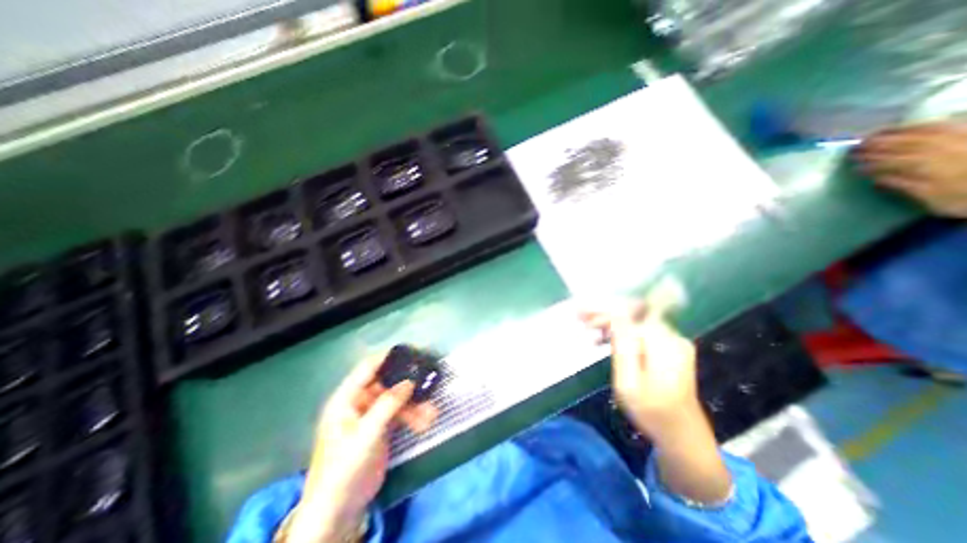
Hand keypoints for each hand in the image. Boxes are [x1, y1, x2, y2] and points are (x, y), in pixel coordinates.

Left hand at [286, 357, 438, 542]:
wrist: (340, 508)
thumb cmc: (345, 466)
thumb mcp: (366, 434)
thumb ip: (388, 405)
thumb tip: (410, 381)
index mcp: (347, 398)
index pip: (369, 368)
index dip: (389, 357)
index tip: (412, 351)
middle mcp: (360, 401)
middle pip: (388, 383)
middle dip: (409, 384)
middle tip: (429, 379)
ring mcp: (372, 414)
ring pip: (398, 399)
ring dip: (416, 404)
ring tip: (432, 413)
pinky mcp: (382, 427)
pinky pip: (401, 413)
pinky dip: (414, 416)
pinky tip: (426, 423)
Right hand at [578, 305, 729, 504]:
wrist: (684, 436)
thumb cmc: (651, 413)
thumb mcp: (628, 383)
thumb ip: (622, 346)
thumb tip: (615, 314)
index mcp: (662, 344)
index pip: (627, 315)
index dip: (602, 312)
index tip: (580, 314)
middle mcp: (672, 336)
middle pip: (632, 314)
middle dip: (604, 315)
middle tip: (580, 319)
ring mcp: (673, 341)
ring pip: (635, 321)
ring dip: (611, 323)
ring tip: (588, 329)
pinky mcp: (671, 348)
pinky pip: (641, 331)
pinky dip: (622, 333)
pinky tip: (605, 340)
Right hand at [852, 121, 966, 216]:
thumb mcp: (938, 202)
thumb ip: (909, 188)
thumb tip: (877, 179)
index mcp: (932, 168)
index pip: (894, 162)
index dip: (872, 163)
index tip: (854, 165)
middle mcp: (947, 149)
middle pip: (908, 144)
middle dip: (879, 145)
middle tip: (857, 147)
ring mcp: (962, 140)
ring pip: (925, 132)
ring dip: (897, 132)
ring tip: (874, 135)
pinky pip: (948, 125)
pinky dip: (926, 125)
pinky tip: (912, 127)